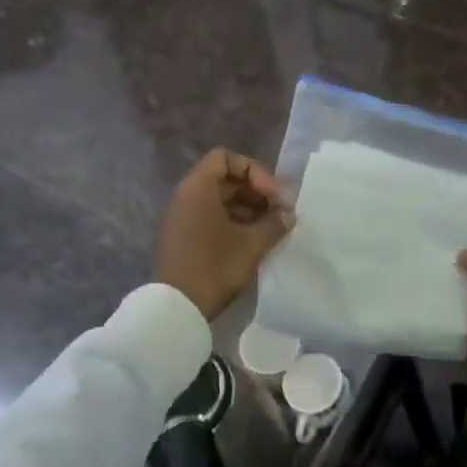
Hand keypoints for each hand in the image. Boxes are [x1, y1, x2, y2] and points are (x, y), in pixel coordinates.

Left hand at [157, 149, 294, 321]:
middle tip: (279, 212)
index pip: (226, 158)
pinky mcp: (184, 235)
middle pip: (225, 178)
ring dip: (248, 207)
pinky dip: (234, 220)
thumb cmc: (215, 268)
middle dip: (256, 191)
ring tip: (271, 227)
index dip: (254, 171)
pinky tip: (254, 239)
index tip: (271, 195)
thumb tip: (288, 215)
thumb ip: (274, 223)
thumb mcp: (252, 244)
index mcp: (198, 188)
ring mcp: (183, 216)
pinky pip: (212, 215)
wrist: (177, 308)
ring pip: (220, 198)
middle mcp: (186, 195)